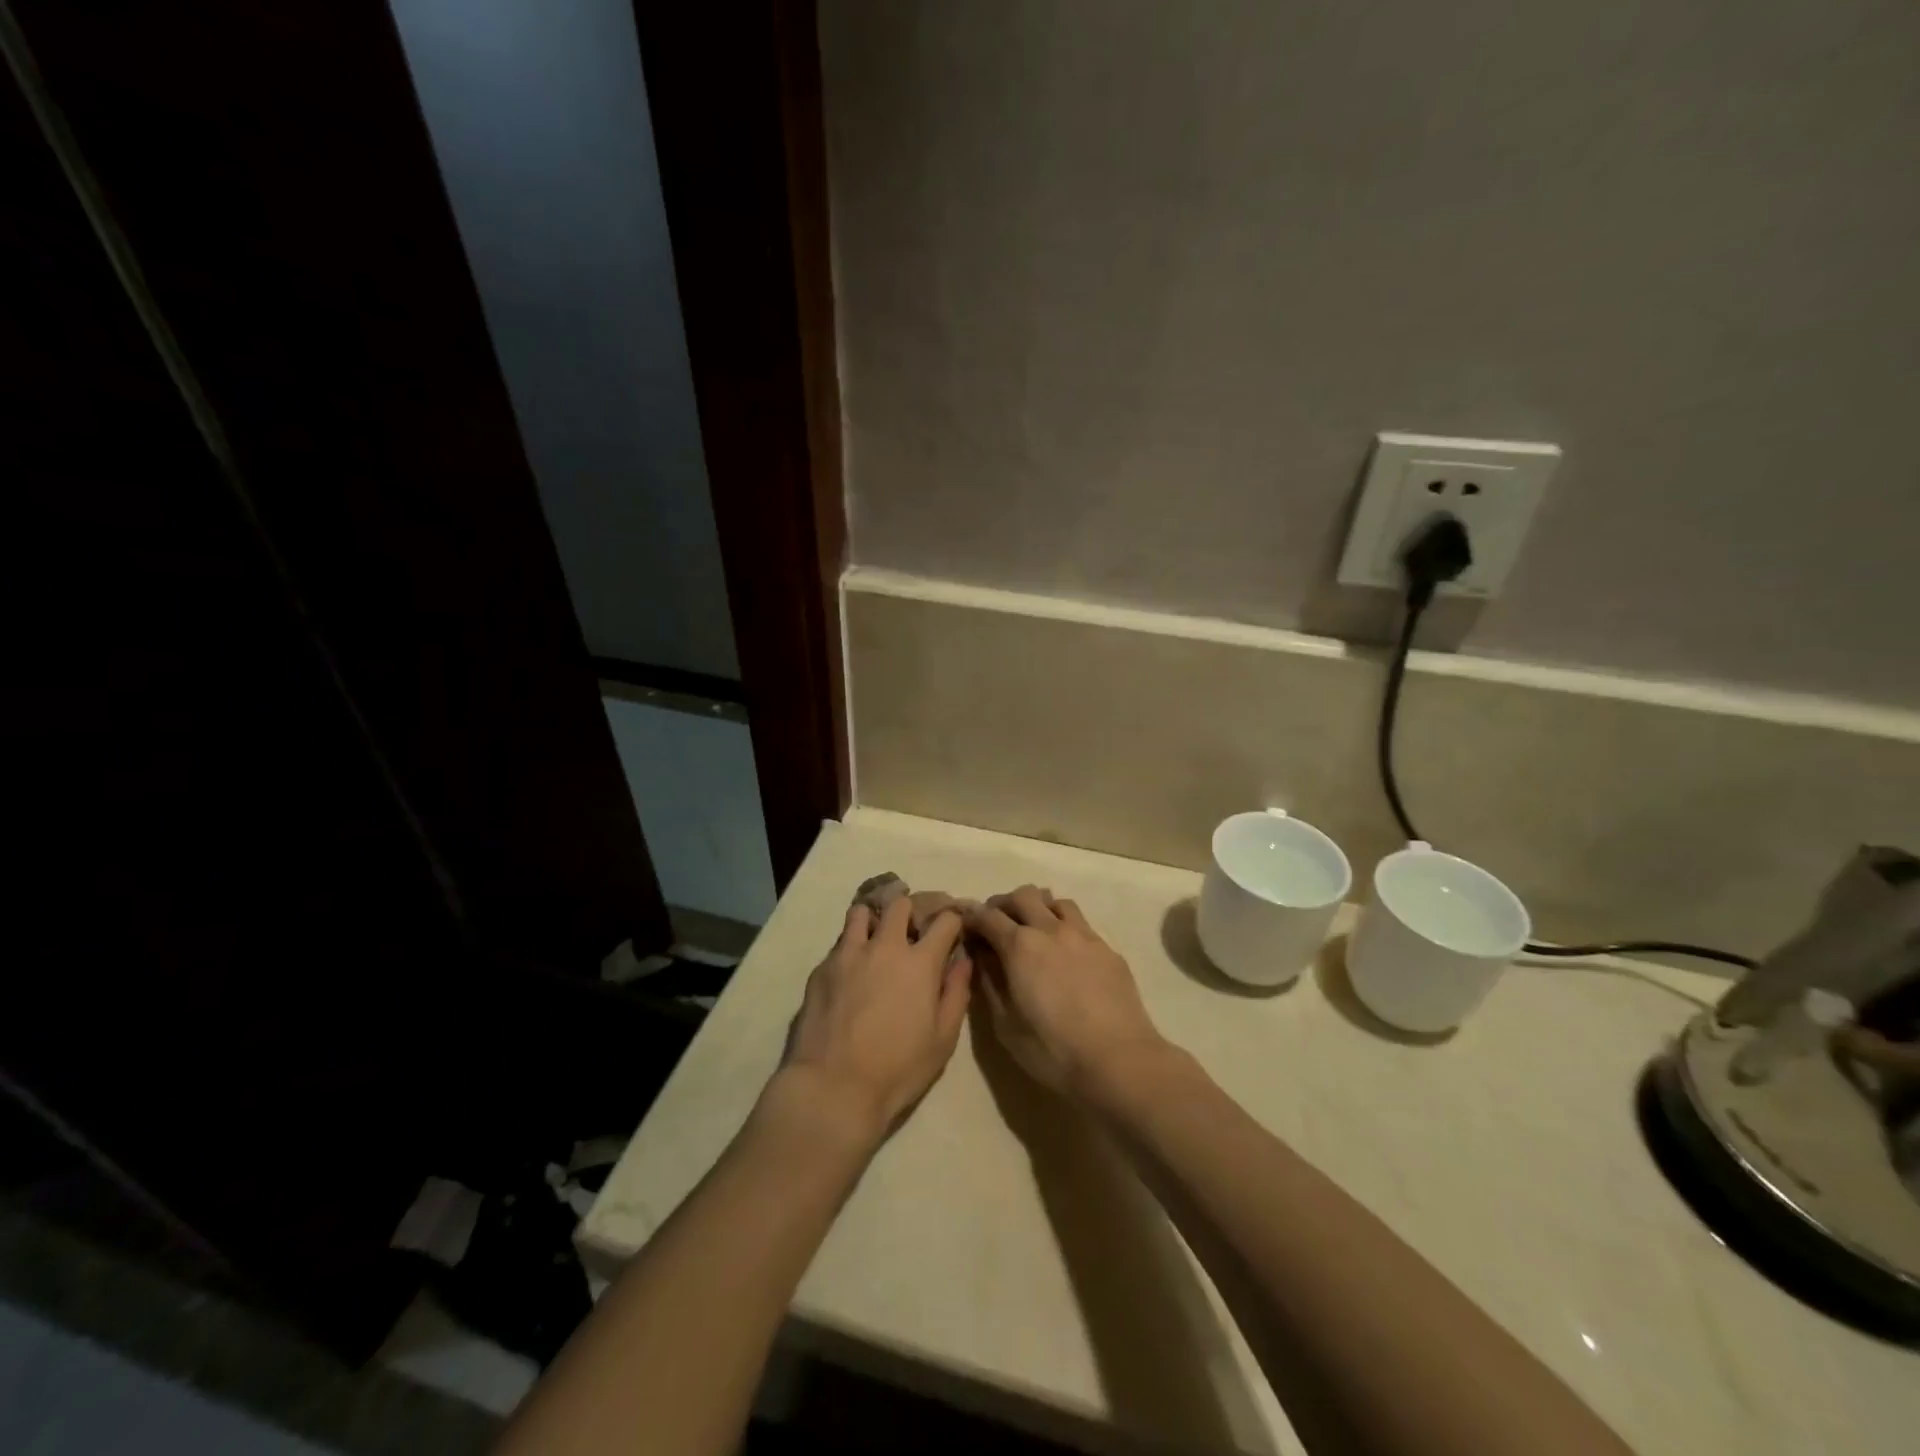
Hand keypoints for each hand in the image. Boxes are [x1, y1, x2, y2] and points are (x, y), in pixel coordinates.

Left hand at [780, 895, 972, 1141]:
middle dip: (910, 912)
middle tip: (911, 934)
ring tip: (876, 942)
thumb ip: (956, 993)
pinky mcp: (821, 968)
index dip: (952, 921)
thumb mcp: (943, 1039)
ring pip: (861, 912)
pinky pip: (840, 944)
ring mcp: (848, 954)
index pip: (944, 920)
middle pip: (899, 904)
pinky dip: (851, 949)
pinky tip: (851, 975)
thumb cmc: (897, 1068)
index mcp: (919, 962)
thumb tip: (963, 961)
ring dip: (874, 921)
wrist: (833, 1087)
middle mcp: (884, 946)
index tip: (952, 931)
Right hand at [964, 886, 1166, 1096]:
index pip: (987, 916)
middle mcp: (1051, 929)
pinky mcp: (1108, 949)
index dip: (972, 917)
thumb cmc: (1053, 1049)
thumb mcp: (1006, 1025)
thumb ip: (990, 983)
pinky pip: (1081, 923)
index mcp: (1020, 946)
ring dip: (1039, 908)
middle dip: (1004, 904)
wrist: (1118, 1059)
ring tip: (1034, 931)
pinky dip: (1064, 927)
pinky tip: (1066, 953)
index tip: (965, 925)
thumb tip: (981, 957)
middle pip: (1023, 895)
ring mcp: (1083, 935)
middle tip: (997, 924)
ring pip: (1056, 901)